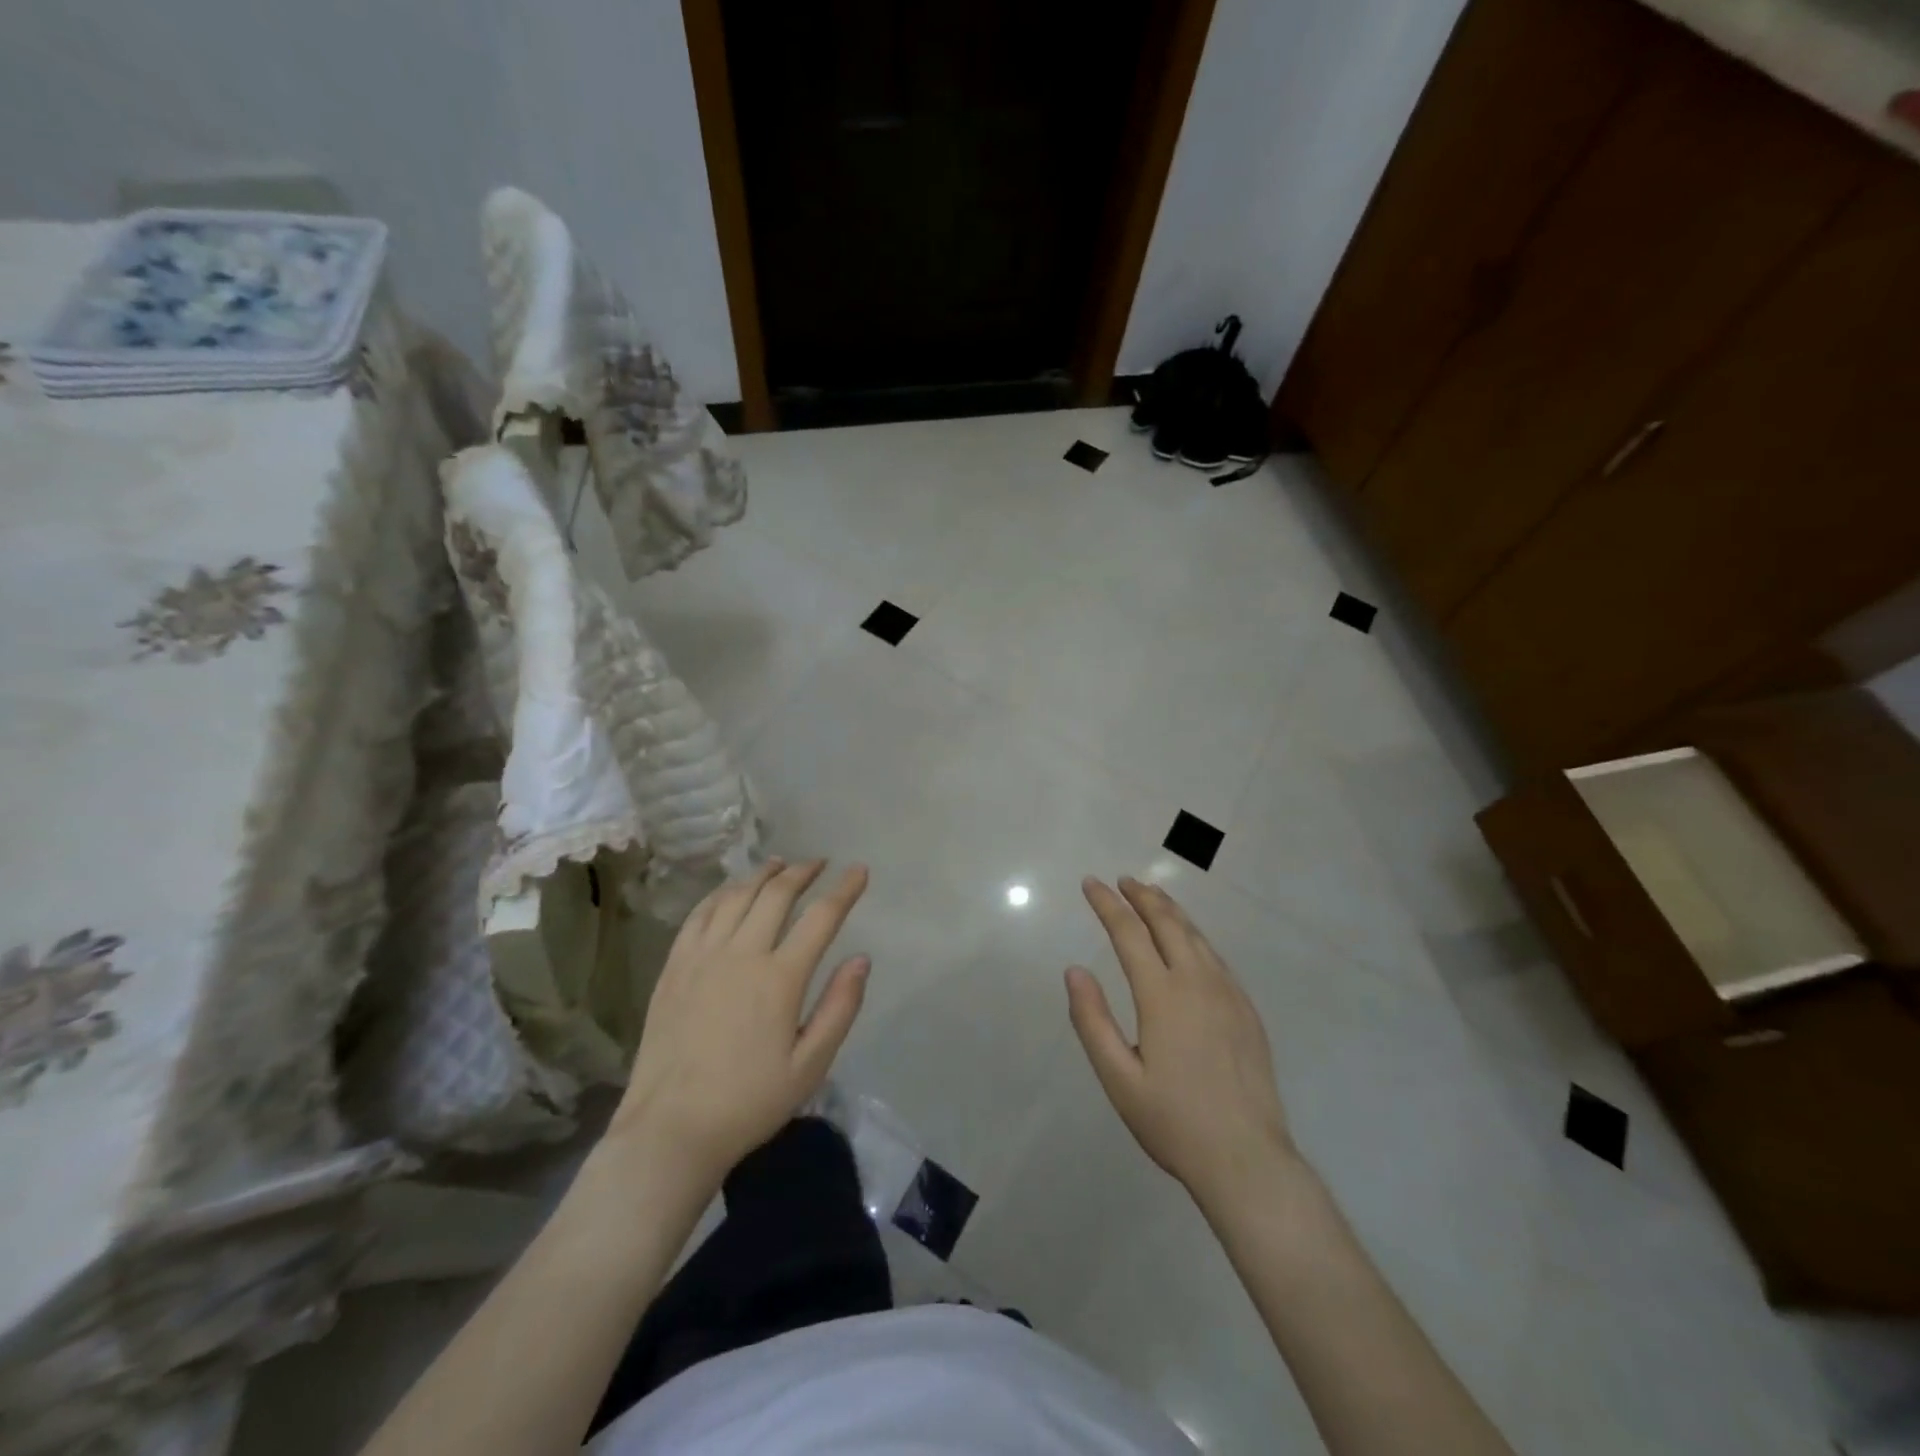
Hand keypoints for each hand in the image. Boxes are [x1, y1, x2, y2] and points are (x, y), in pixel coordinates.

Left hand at [613, 859, 870, 1183]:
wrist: (671, 1129)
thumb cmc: (749, 1102)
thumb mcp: (810, 1065)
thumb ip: (840, 1007)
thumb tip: (861, 959)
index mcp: (780, 979)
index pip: (821, 917)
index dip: (844, 889)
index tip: (859, 871)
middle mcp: (741, 954)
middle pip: (776, 895)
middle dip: (803, 872)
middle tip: (819, 863)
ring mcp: (702, 957)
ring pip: (736, 896)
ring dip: (762, 874)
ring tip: (779, 864)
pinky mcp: (674, 967)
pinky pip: (699, 915)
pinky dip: (721, 894)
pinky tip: (730, 891)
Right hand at [1066, 876, 1302, 1212]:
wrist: (1247, 1159)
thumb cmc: (1173, 1122)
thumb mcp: (1119, 1078)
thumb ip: (1092, 1021)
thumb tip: (1074, 971)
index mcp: (1162, 995)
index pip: (1129, 933)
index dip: (1107, 904)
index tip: (1091, 884)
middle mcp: (1197, 982)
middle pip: (1168, 922)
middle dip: (1142, 896)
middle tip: (1123, 880)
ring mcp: (1228, 994)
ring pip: (1196, 935)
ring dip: (1171, 910)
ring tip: (1152, 896)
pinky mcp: (1247, 1010)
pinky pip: (1216, 957)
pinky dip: (1195, 935)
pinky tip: (1189, 942)